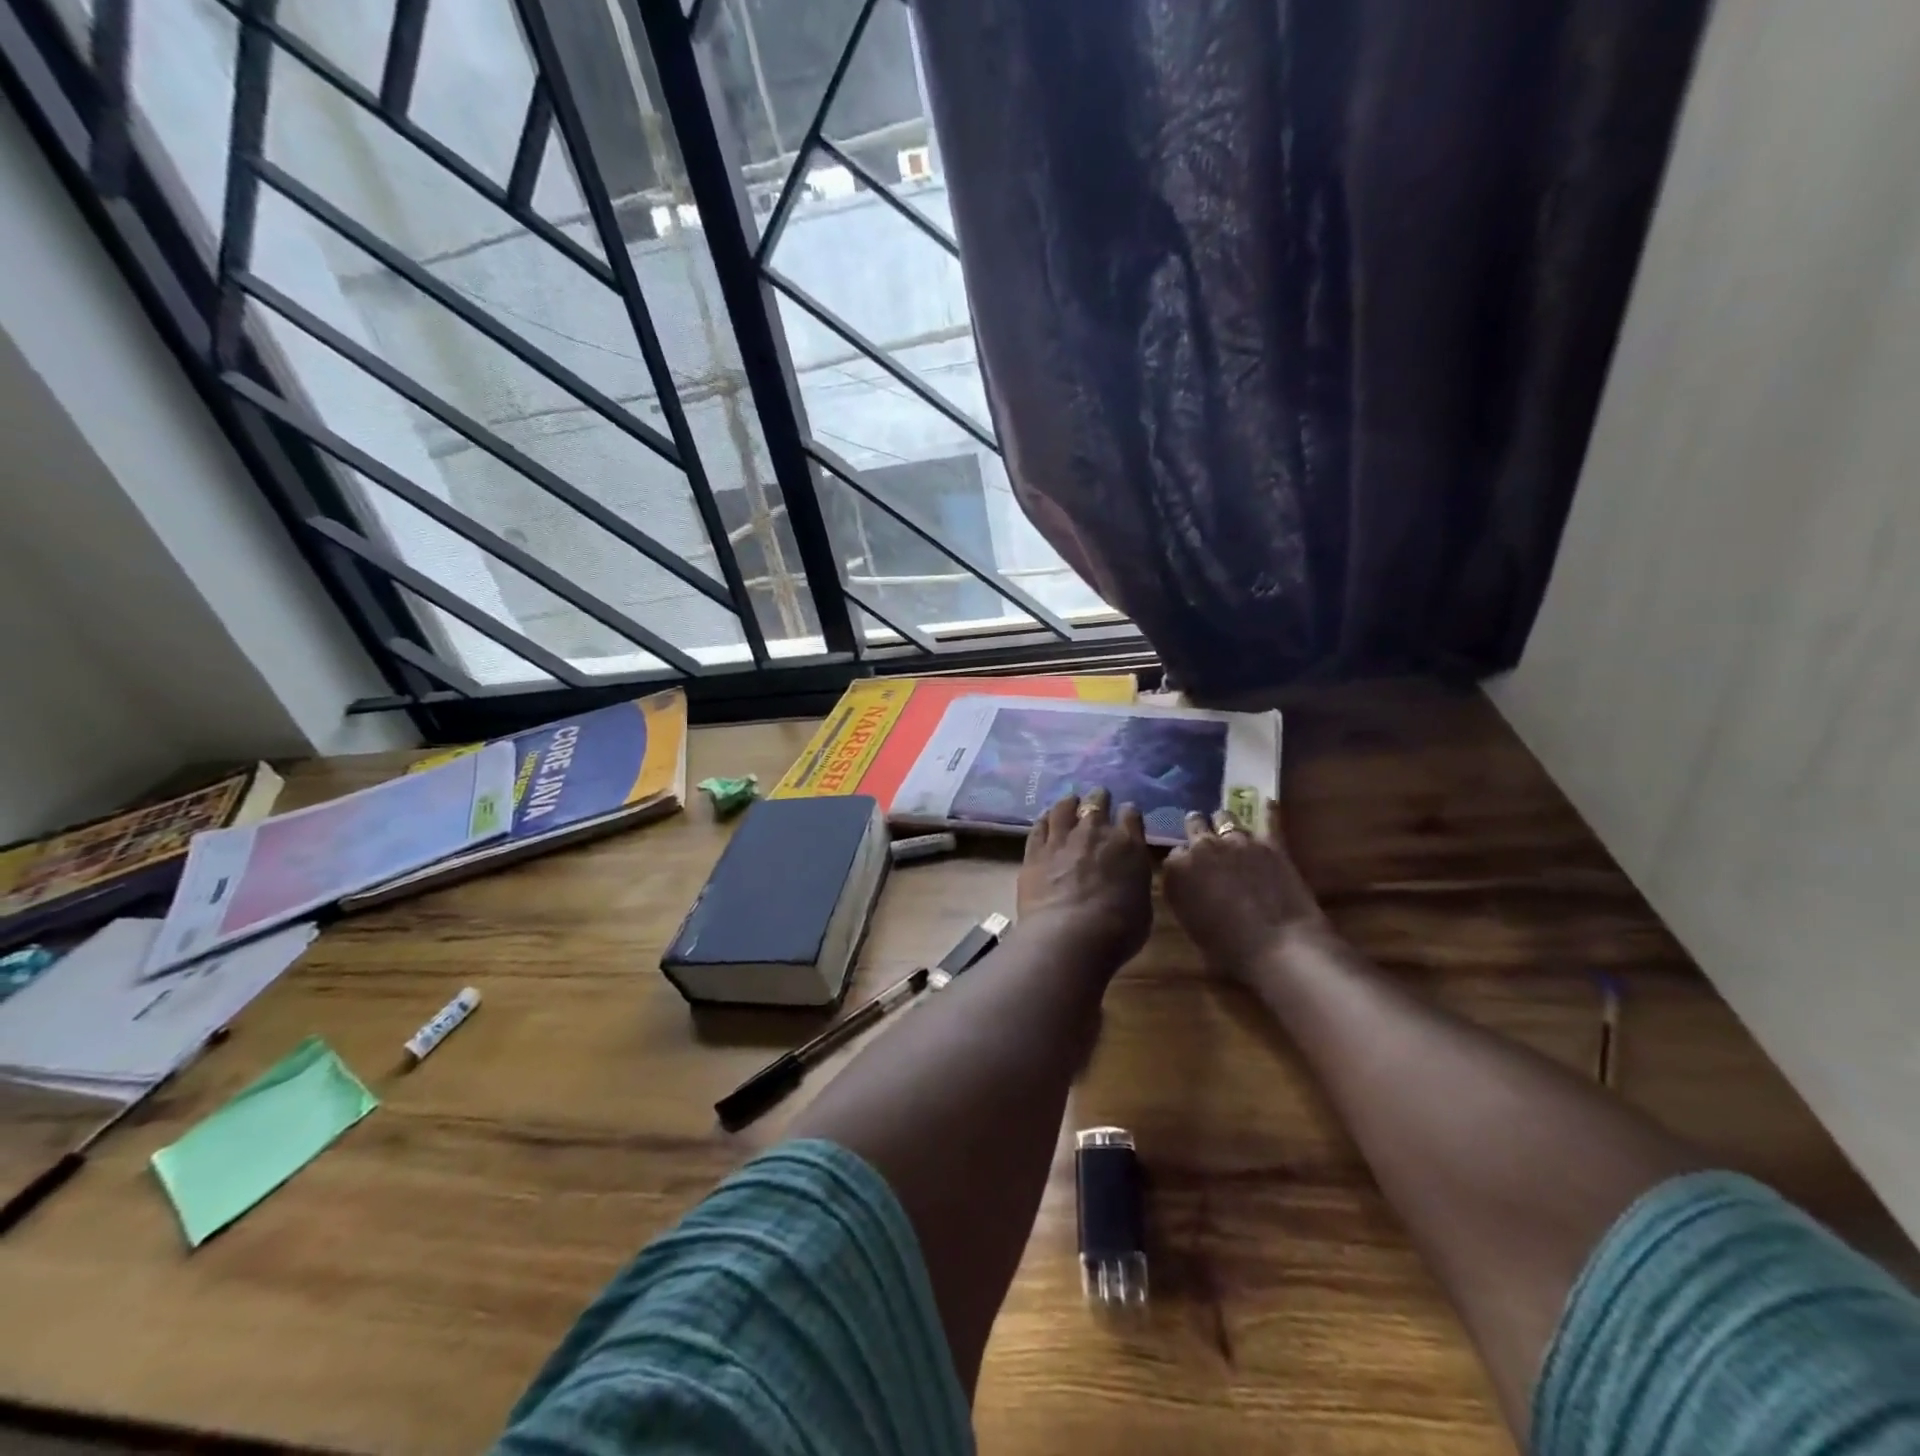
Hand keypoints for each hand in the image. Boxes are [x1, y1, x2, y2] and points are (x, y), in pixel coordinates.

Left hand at [1016, 789, 1153, 973]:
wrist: (1070, 935)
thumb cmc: (1118, 929)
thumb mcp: (1142, 905)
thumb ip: (1134, 881)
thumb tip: (1127, 875)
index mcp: (1128, 844)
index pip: (1131, 815)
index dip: (1129, 813)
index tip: (1127, 814)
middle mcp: (1094, 832)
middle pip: (1096, 802)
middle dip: (1098, 799)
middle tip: (1097, 799)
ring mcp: (1061, 839)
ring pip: (1063, 808)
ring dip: (1068, 803)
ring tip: (1069, 801)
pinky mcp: (1035, 851)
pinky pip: (1038, 827)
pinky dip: (1043, 821)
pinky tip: (1044, 819)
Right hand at [1162, 800, 1328, 981]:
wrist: (1280, 947)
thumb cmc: (1229, 950)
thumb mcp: (1191, 926)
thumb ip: (1185, 896)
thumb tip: (1189, 886)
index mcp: (1176, 870)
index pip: (1173, 854)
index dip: (1182, 862)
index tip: (1188, 872)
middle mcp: (1201, 847)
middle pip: (1193, 825)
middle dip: (1197, 831)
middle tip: (1205, 844)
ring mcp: (1237, 840)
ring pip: (1224, 816)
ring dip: (1224, 823)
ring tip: (1229, 830)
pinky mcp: (1270, 842)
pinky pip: (1269, 819)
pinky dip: (1268, 811)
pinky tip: (1268, 802)